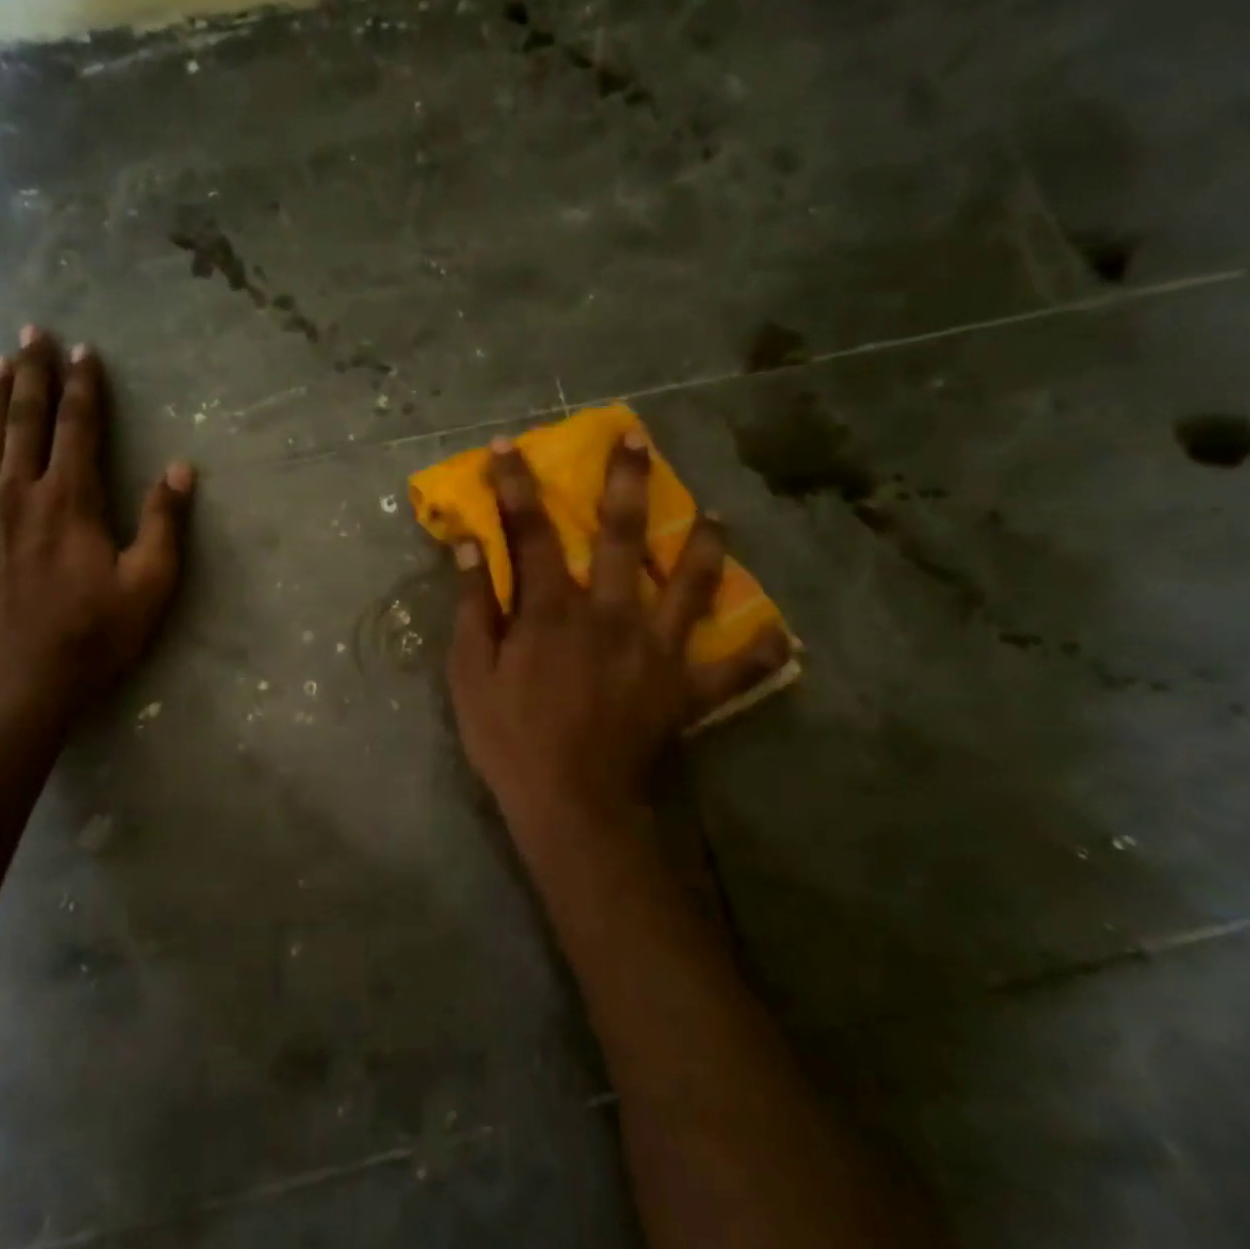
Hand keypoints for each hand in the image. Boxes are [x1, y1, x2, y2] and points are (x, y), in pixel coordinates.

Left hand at [0, 326, 193, 727]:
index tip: (82, 351)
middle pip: (25, 422)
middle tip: (31, 333)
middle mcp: (21, 495)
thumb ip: (164, 523)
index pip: (77, 428)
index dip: (82, 387)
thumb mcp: (150, 584)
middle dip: (32, 374)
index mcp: (71, 501)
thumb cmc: (95, 637)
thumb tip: (182, 468)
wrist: (22, 688)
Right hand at [447, 433, 789, 826]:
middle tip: (637, 439)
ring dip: (705, 544)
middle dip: (626, 482)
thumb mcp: (470, 674)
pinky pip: (733, 668)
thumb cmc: (511, 740)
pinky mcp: (686, 690)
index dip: (516, 486)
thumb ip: (473, 606)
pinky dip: (756, 651)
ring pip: (690, 584)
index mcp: (553, 611)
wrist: (572, 809)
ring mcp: (657, 650)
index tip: (509, 446)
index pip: (531, 533)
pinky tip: (780, 633)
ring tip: (717, 515)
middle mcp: (611, 615)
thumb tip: (470, 546)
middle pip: (621, 536)